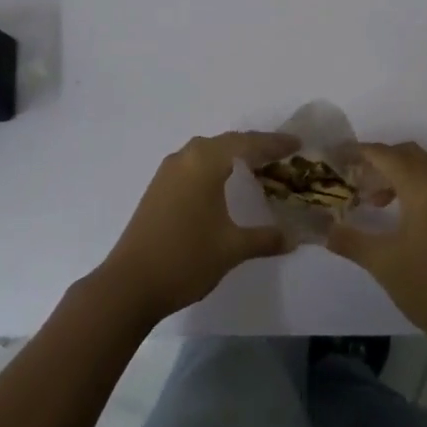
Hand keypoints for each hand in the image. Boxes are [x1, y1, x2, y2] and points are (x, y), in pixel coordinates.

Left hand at [96, 131, 297, 323]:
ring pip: (207, 152)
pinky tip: (223, 184)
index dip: (274, 143)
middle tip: (282, 155)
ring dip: (232, 155)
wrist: (129, 284)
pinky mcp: (158, 188)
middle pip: (227, 142)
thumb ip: (265, 238)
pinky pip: (193, 165)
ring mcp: (167, 172)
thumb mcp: (232, 248)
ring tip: (257, 166)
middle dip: (255, 146)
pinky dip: (214, 167)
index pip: (247, 144)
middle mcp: (185, 157)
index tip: (297, 144)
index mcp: (205, 162)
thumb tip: (293, 237)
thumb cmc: (186, 258)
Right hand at [327, 141, 426, 343]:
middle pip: (407, 153)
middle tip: (352, 176)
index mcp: (423, 189)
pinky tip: (389, 215)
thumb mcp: (382, 262)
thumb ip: (349, 240)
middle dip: (378, 159)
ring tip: (366, 198)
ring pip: (420, 170)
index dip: (359, 152)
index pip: (386, 155)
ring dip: (393, 174)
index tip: (334, 156)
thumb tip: (323, 229)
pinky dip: (406, 188)